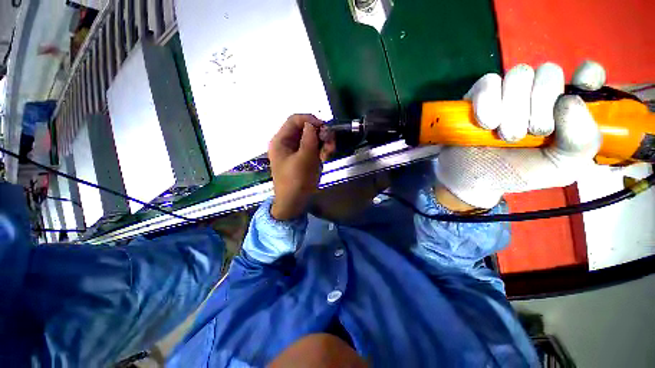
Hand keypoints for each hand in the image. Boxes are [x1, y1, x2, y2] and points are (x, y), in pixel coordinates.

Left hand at [268, 114, 335, 219]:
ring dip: (324, 143)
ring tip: (328, 154)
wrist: (295, 203)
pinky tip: (326, 158)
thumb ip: (309, 139)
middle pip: (306, 129)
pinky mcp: (305, 158)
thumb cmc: (296, 182)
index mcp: (281, 141)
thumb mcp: (304, 159)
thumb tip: (313, 123)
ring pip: (313, 139)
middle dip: (320, 134)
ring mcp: (297, 151)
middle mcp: (288, 143)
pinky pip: (315, 148)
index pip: (295, 120)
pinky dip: (322, 151)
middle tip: (330, 143)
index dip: (310, 120)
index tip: (324, 127)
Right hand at [436, 61, 604, 209]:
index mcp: (565, 108)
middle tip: (529, 134)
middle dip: (540, 105)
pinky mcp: (478, 95)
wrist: (474, 178)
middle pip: (548, 71)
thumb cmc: (519, 172)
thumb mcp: (563, 167)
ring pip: (519, 74)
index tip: (575, 97)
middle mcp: (539, 93)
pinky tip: (485, 124)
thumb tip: (568, 101)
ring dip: (513, 109)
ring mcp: (507, 91)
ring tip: (503, 135)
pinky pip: (487, 82)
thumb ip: (582, 140)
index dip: (587, 76)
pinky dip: (487, 103)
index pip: (586, 73)